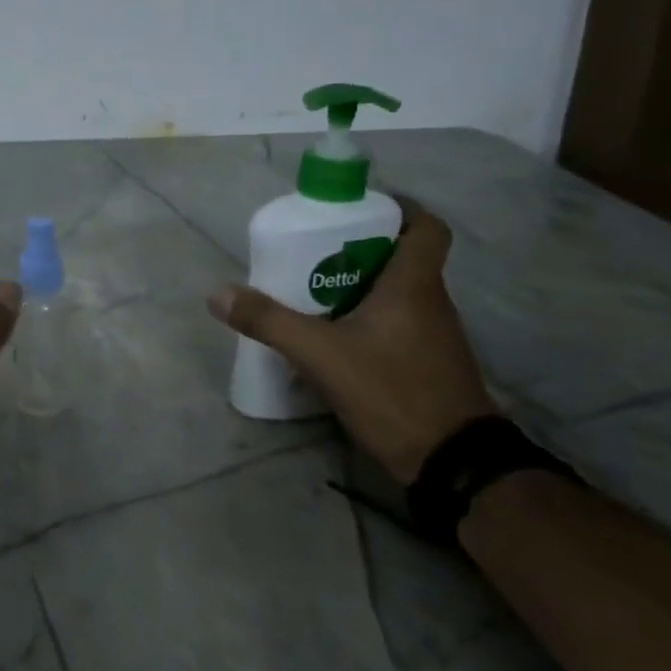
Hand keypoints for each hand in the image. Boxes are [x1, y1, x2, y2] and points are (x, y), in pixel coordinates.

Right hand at [207, 199, 493, 483]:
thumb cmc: (392, 391)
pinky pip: (395, 322)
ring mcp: (432, 335)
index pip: (426, 227)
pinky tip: (333, 334)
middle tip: (313, 248)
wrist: (452, 463)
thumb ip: (269, 322)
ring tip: (311, 287)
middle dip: (358, 246)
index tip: (357, 207)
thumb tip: (218, 293)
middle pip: (401, 256)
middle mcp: (430, 302)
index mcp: (413, 285)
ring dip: (359, 283)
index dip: (399, 208)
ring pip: (396, 291)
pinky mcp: (427, 363)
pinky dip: (366, 316)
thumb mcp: (320, 354)